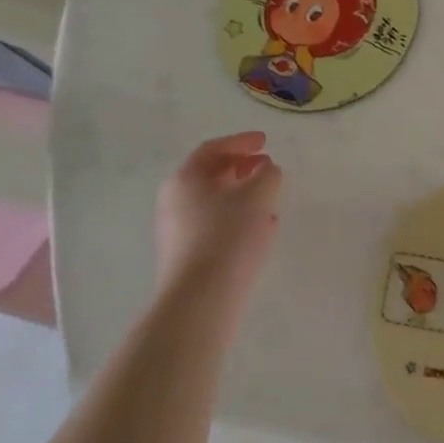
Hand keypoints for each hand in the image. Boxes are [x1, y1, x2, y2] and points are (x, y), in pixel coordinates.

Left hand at [155, 132, 282, 299]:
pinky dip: (236, 219)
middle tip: (267, 167)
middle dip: (242, 168)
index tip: (265, 141)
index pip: (213, 149)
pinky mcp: (184, 257)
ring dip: (242, 195)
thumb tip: (267, 170)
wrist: (199, 301)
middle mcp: (174, 201)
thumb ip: (268, 175)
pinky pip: (213, 226)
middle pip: (210, 175)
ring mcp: (176, 231)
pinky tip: (260, 229)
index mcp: (185, 178)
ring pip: (213, 202)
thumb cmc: (228, 236)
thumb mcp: (259, 195)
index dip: (241, 142)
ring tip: (269, 199)